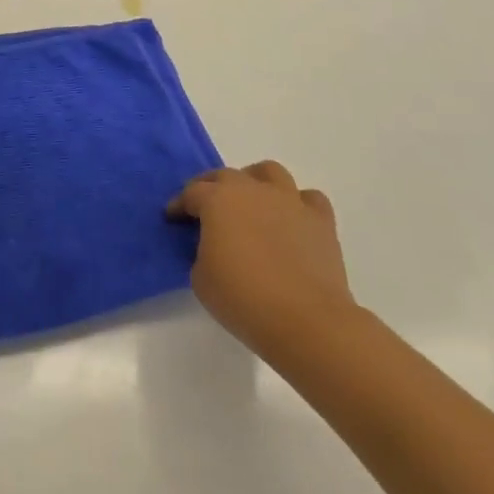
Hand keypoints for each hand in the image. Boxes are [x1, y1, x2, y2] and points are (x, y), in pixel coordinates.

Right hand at [168, 161, 356, 355]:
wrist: (307, 321)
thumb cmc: (244, 299)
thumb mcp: (201, 278)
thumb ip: (201, 252)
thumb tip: (214, 247)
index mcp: (217, 199)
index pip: (191, 193)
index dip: (179, 205)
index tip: (173, 218)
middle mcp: (252, 190)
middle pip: (225, 175)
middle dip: (211, 188)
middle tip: (206, 210)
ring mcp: (289, 201)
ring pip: (269, 172)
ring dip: (256, 182)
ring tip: (252, 202)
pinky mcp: (320, 221)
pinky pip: (308, 198)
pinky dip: (298, 204)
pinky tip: (291, 220)